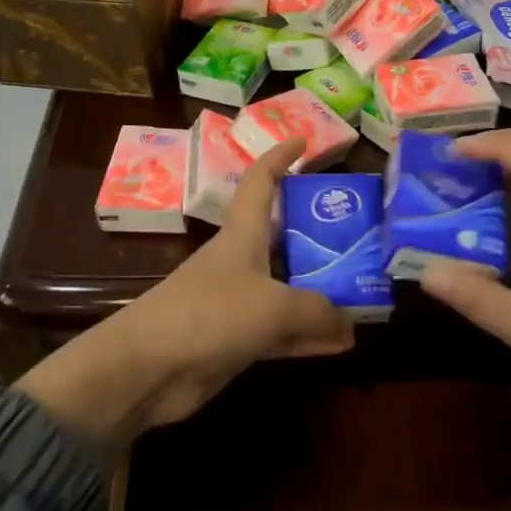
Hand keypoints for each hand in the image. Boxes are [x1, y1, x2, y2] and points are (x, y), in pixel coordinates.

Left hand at [15, 137, 352, 448]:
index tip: (304, 142)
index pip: (261, 180)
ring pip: (288, 287)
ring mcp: (237, 302)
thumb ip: (319, 312)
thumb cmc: (209, 315)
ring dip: (321, 291)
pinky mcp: (236, 339)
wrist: (146, 369)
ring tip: (364, 292)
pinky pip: (282, 330)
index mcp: (242, 234)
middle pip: (284, 236)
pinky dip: (308, 334)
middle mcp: (241, 261)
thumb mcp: (275, 306)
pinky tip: (340, 343)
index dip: (280, 157)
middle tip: (361, 235)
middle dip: (319, 232)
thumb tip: (350, 326)